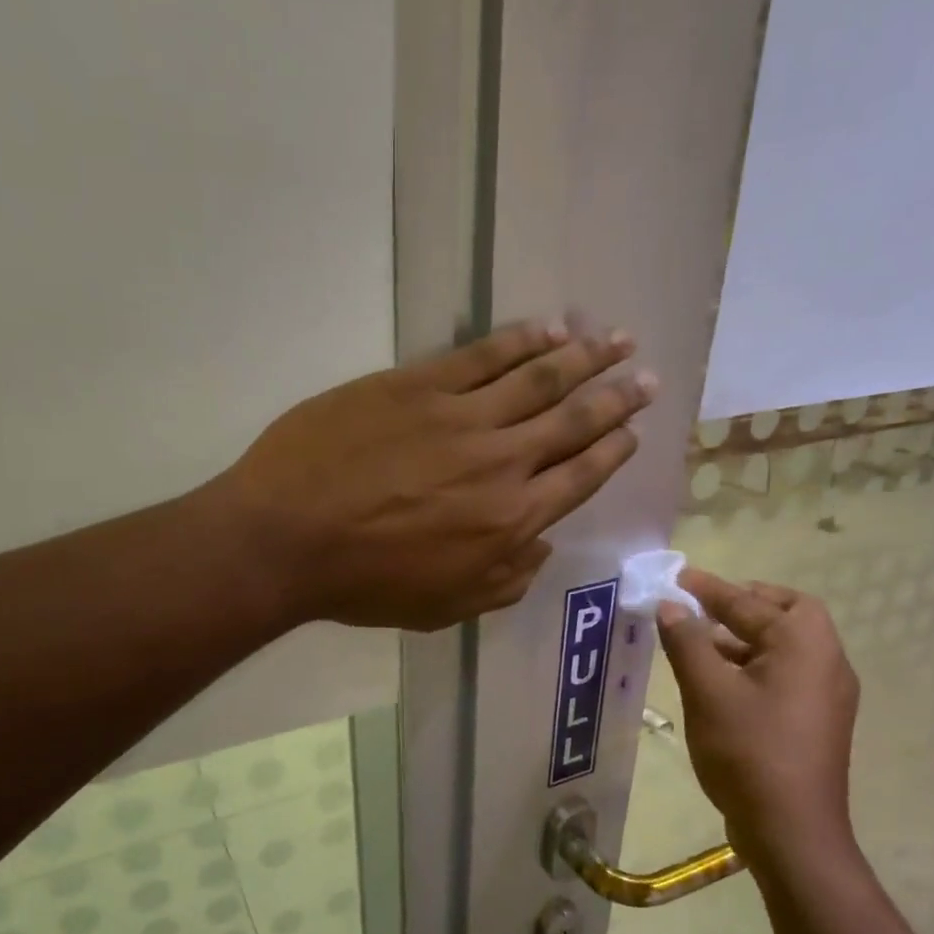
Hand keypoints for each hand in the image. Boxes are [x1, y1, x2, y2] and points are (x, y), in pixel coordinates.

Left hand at [211, 321, 653, 630]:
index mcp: (511, 520)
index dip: (612, 449)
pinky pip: (482, 355)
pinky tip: (548, 327)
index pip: (580, 475)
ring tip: (615, 338)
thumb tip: (541, 544)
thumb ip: (506, 579)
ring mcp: (460, 416)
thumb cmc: (366, 584)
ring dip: (583, 356)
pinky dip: (521, 339)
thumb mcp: (447, 607)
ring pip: (538, 378)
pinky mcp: (418, 385)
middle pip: (573, 420)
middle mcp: (501, 461)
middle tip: (645, 375)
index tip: (634, 430)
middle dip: (616, 397)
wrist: (288, 538)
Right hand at [656, 569, 860, 857]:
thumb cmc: (749, 751)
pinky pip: (784, 676)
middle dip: (743, 605)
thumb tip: (670, 605)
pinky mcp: (817, 722)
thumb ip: (687, 642)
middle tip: (702, 607)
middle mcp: (827, 661)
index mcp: (805, 643)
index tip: (678, 577)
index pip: (751, 601)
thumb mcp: (707, 691)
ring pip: (784, 648)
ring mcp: (827, 694)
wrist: (791, 831)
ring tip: (698, 644)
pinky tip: (718, 683)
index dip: (710, 588)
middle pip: (786, 614)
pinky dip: (752, 667)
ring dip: (743, 639)